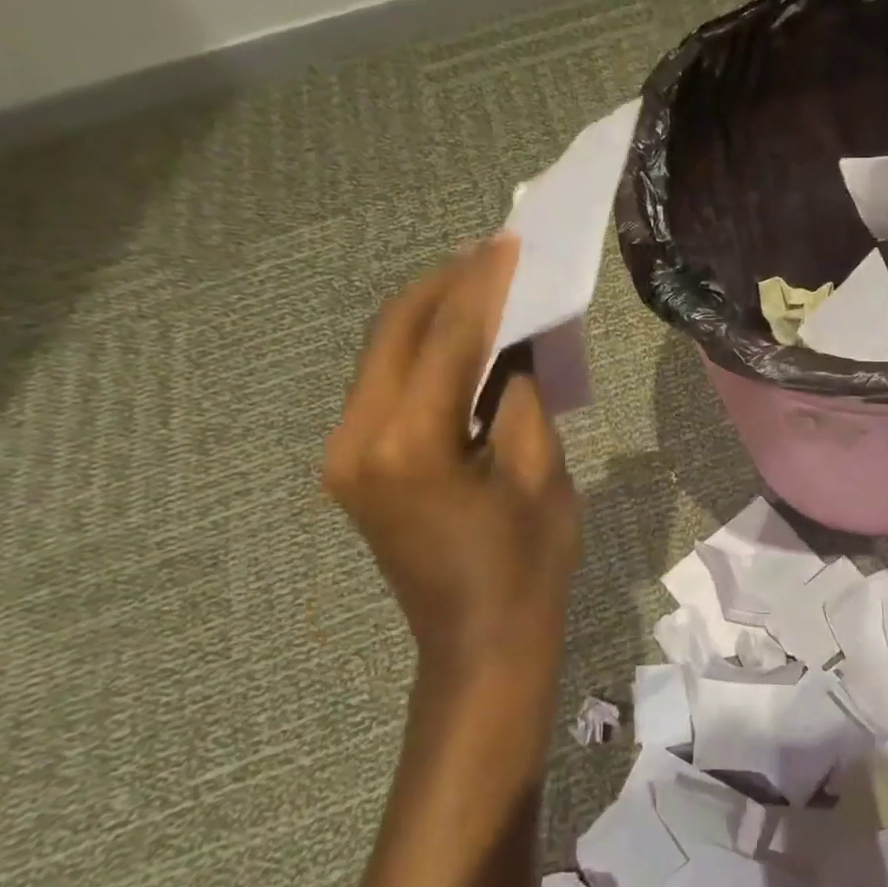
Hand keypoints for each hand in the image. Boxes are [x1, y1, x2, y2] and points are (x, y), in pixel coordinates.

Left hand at [323, 239, 579, 688]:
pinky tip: (461, 336)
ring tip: (483, 281)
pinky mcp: (356, 463)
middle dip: (448, 284)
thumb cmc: (526, 564)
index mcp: (410, 444)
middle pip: (397, 331)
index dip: (483, 284)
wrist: (480, 644)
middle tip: (496, 252)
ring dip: (433, 313)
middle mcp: (358, 439)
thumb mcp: (540, 470)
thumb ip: (518, 391)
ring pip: (384, 352)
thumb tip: (513, 335)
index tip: (511, 242)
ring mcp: (347, 452)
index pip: (446, 337)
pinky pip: (387, 384)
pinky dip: (424, 351)